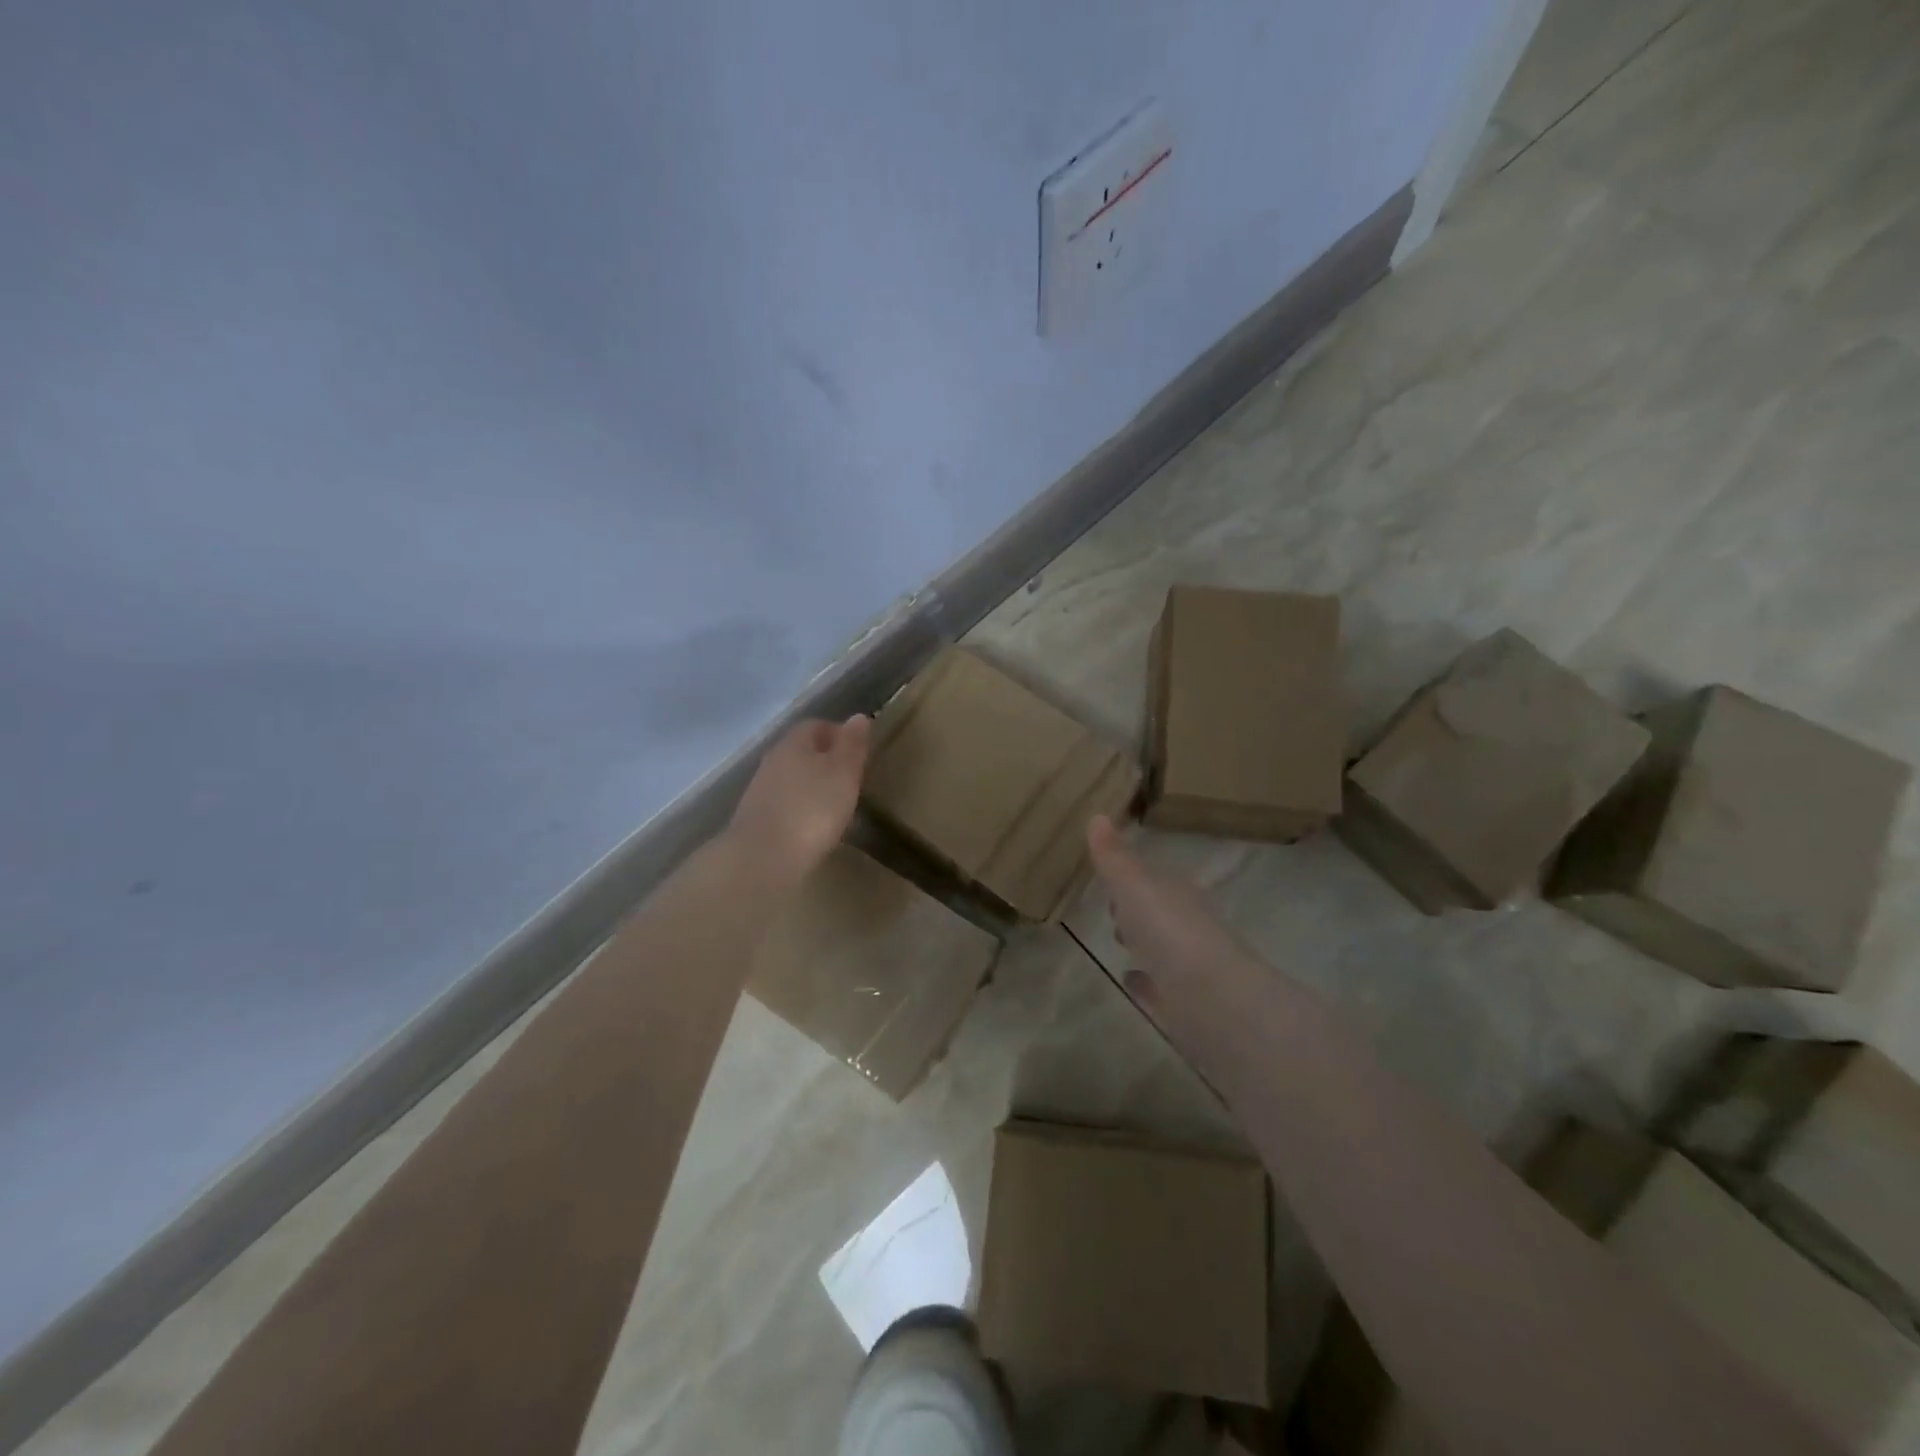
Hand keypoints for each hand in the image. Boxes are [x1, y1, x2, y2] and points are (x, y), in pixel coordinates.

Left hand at [729, 715, 871, 883]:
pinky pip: (785, 804)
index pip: (816, 725)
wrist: (763, 859)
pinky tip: (814, 827)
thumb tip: (858, 717)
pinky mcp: (756, 819)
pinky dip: (801, 809)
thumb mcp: (843, 773)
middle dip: (826, 760)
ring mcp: (760, 791)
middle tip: (851, 779)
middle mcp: (773, 761)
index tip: (859, 752)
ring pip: (792, 778)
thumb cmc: (812, 809)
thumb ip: (852, 744)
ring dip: (813, 786)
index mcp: (794, 743)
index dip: (839, 734)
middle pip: (802, 751)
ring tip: (836, 805)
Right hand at [1086, 815, 1264, 1046]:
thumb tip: (1097, 816)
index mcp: (1177, 896)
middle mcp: (1187, 928)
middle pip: (1158, 913)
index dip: (1131, 877)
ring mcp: (1188, 968)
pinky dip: (1145, 983)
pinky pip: (1159, 988)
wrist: (1213, 1002)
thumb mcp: (1134, 887)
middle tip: (1111, 908)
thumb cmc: (1171, 933)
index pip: (1154, 879)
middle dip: (1137, 910)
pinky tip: (1130, 981)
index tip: (1107, 876)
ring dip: (1143, 943)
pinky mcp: (1184, 1006)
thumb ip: (1114, 857)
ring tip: (1118, 940)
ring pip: (1160, 949)